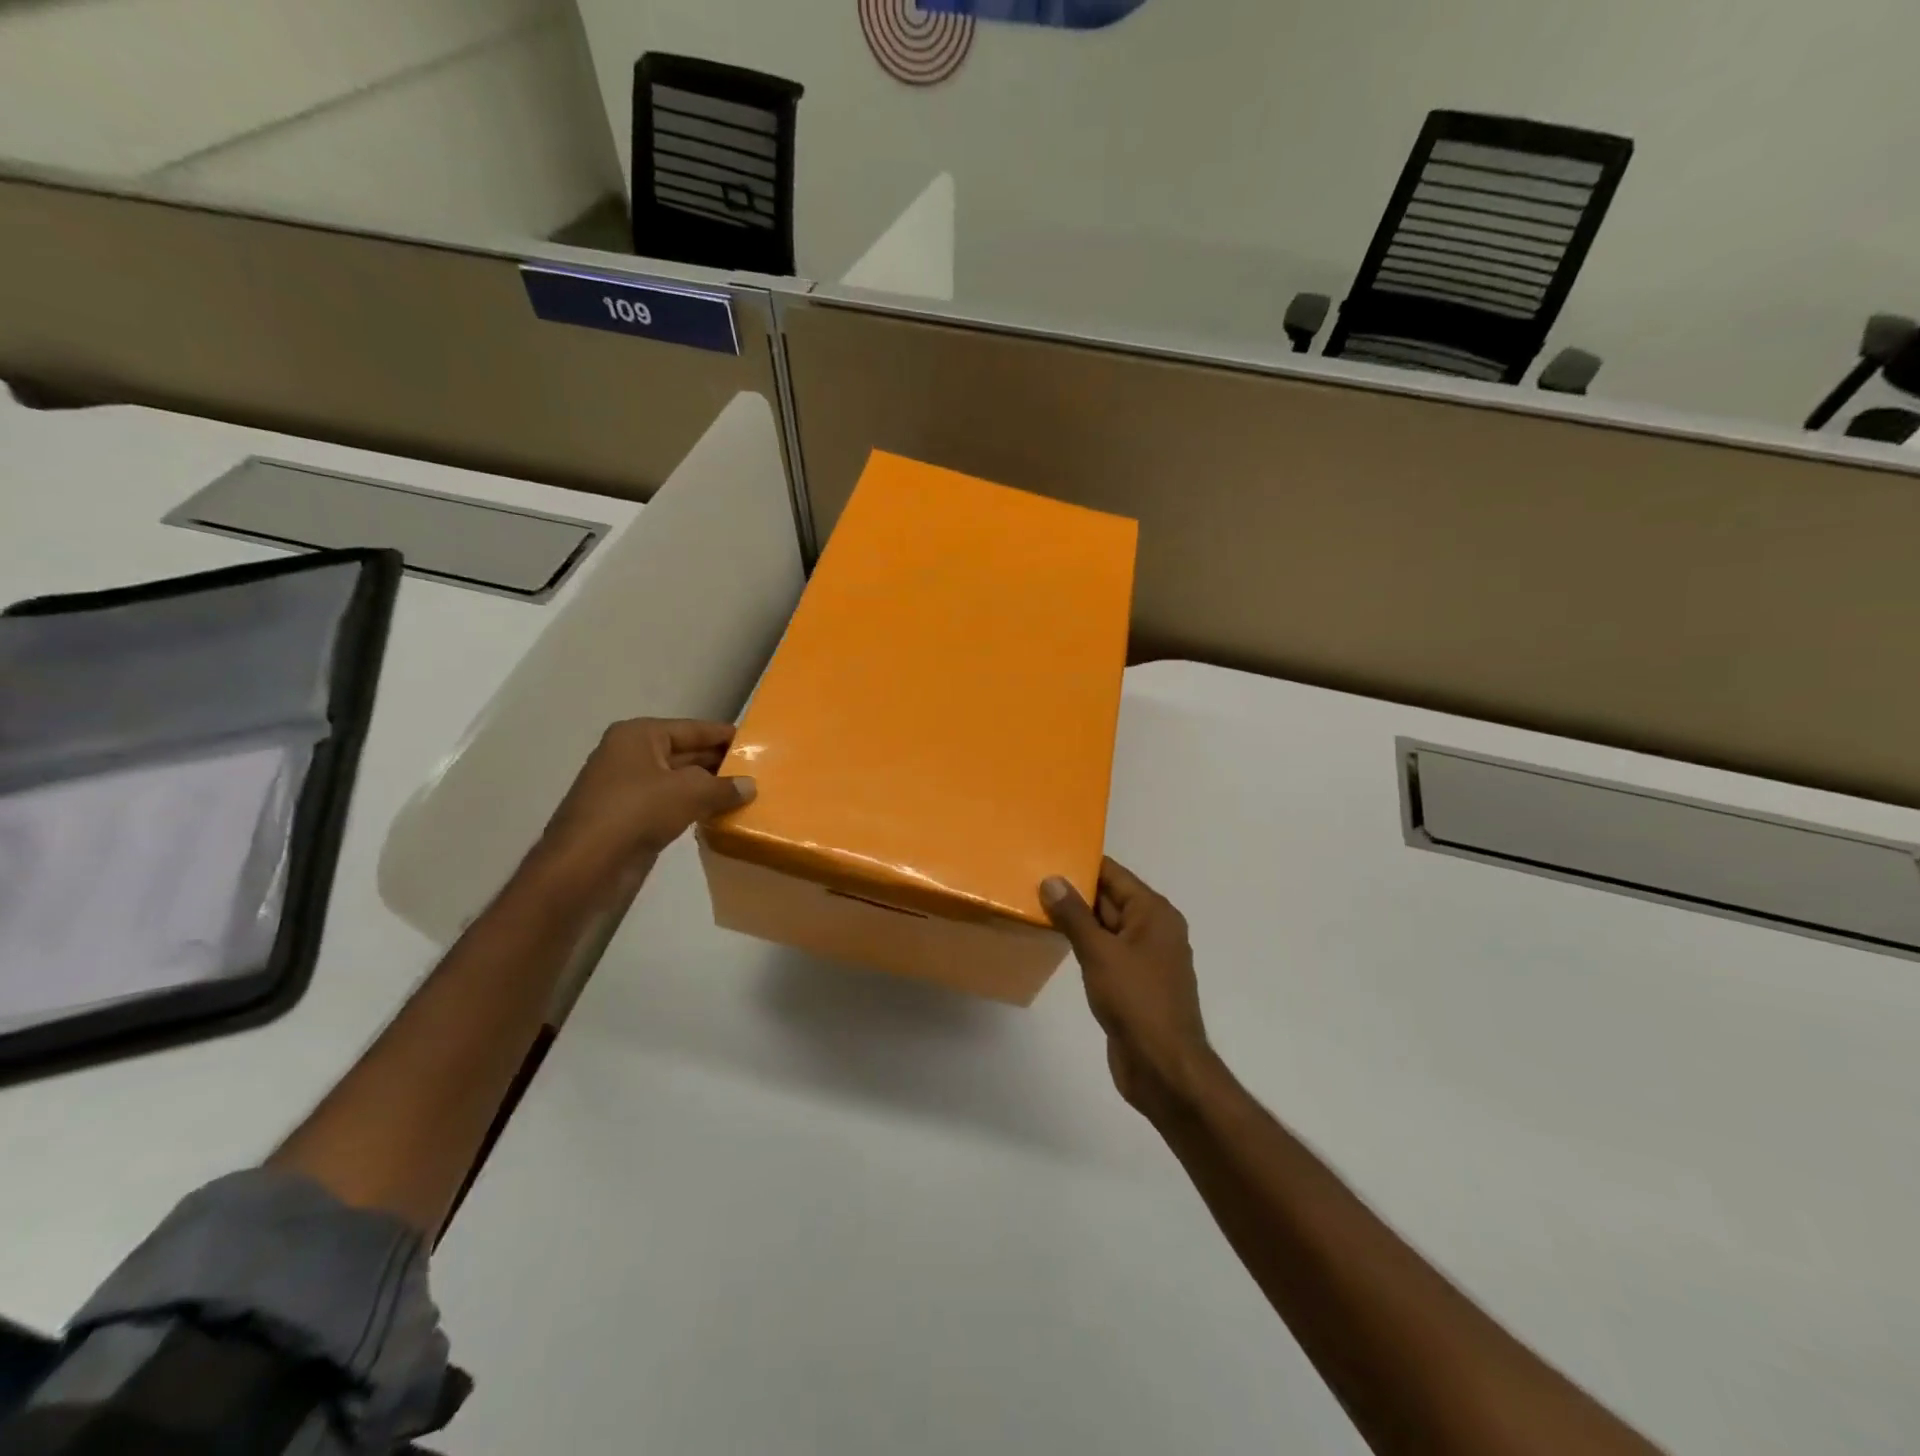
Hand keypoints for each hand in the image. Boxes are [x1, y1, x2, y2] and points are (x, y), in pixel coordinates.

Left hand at [531, 718, 754, 901]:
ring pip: (678, 781)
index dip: (724, 735)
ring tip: (745, 793)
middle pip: (685, 753)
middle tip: (758, 771)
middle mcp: (630, 754)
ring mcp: (627, 787)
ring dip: (708, 788)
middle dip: (719, 763)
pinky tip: (718, 815)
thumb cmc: (636, 812)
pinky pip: (669, 804)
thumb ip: (724, 786)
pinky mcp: (628, 817)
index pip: (693, 728)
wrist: (584, 865)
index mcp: (639, 735)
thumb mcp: (689, 792)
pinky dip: (692, 807)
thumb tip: (750, 786)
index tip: (757, 742)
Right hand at [1041, 859, 1215, 1120]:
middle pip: (1110, 899)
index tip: (1048, 852)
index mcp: (1154, 913)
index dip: (1083, 863)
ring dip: (1076, 919)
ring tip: (1036, 905)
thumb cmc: (1136, 1001)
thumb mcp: (1100, 952)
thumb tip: (1052, 879)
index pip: (1114, 875)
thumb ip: (1074, 915)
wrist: (1163, 1067)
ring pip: (1106, 927)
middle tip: (1032, 878)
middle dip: (1075, 891)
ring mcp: (1144, 958)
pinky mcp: (1133, 984)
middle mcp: (1153, 929)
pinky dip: (1084, 945)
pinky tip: (1056, 942)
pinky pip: (1105, 952)